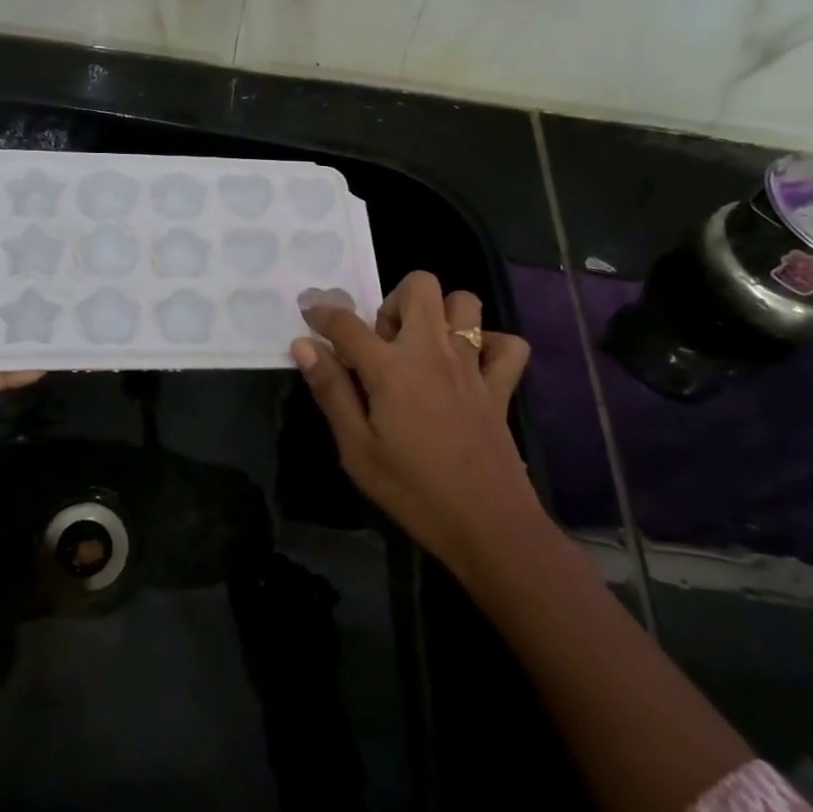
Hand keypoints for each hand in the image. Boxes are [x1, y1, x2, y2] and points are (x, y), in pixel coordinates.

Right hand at [292, 272, 538, 575]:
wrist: (487, 525)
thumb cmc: (412, 490)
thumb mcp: (356, 449)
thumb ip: (331, 391)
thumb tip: (304, 346)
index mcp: (391, 369)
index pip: (347, 324)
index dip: (322, 312)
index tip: (309, 310)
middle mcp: (433, 352)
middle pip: (420, 286)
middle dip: (393, 300)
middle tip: (381, 343)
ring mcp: (472, 366)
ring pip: (465, 303)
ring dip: (441, 315)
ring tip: (422, 349)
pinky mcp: (501, 386)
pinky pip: (508, 345)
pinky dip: (490, 345)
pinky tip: (470, 366)